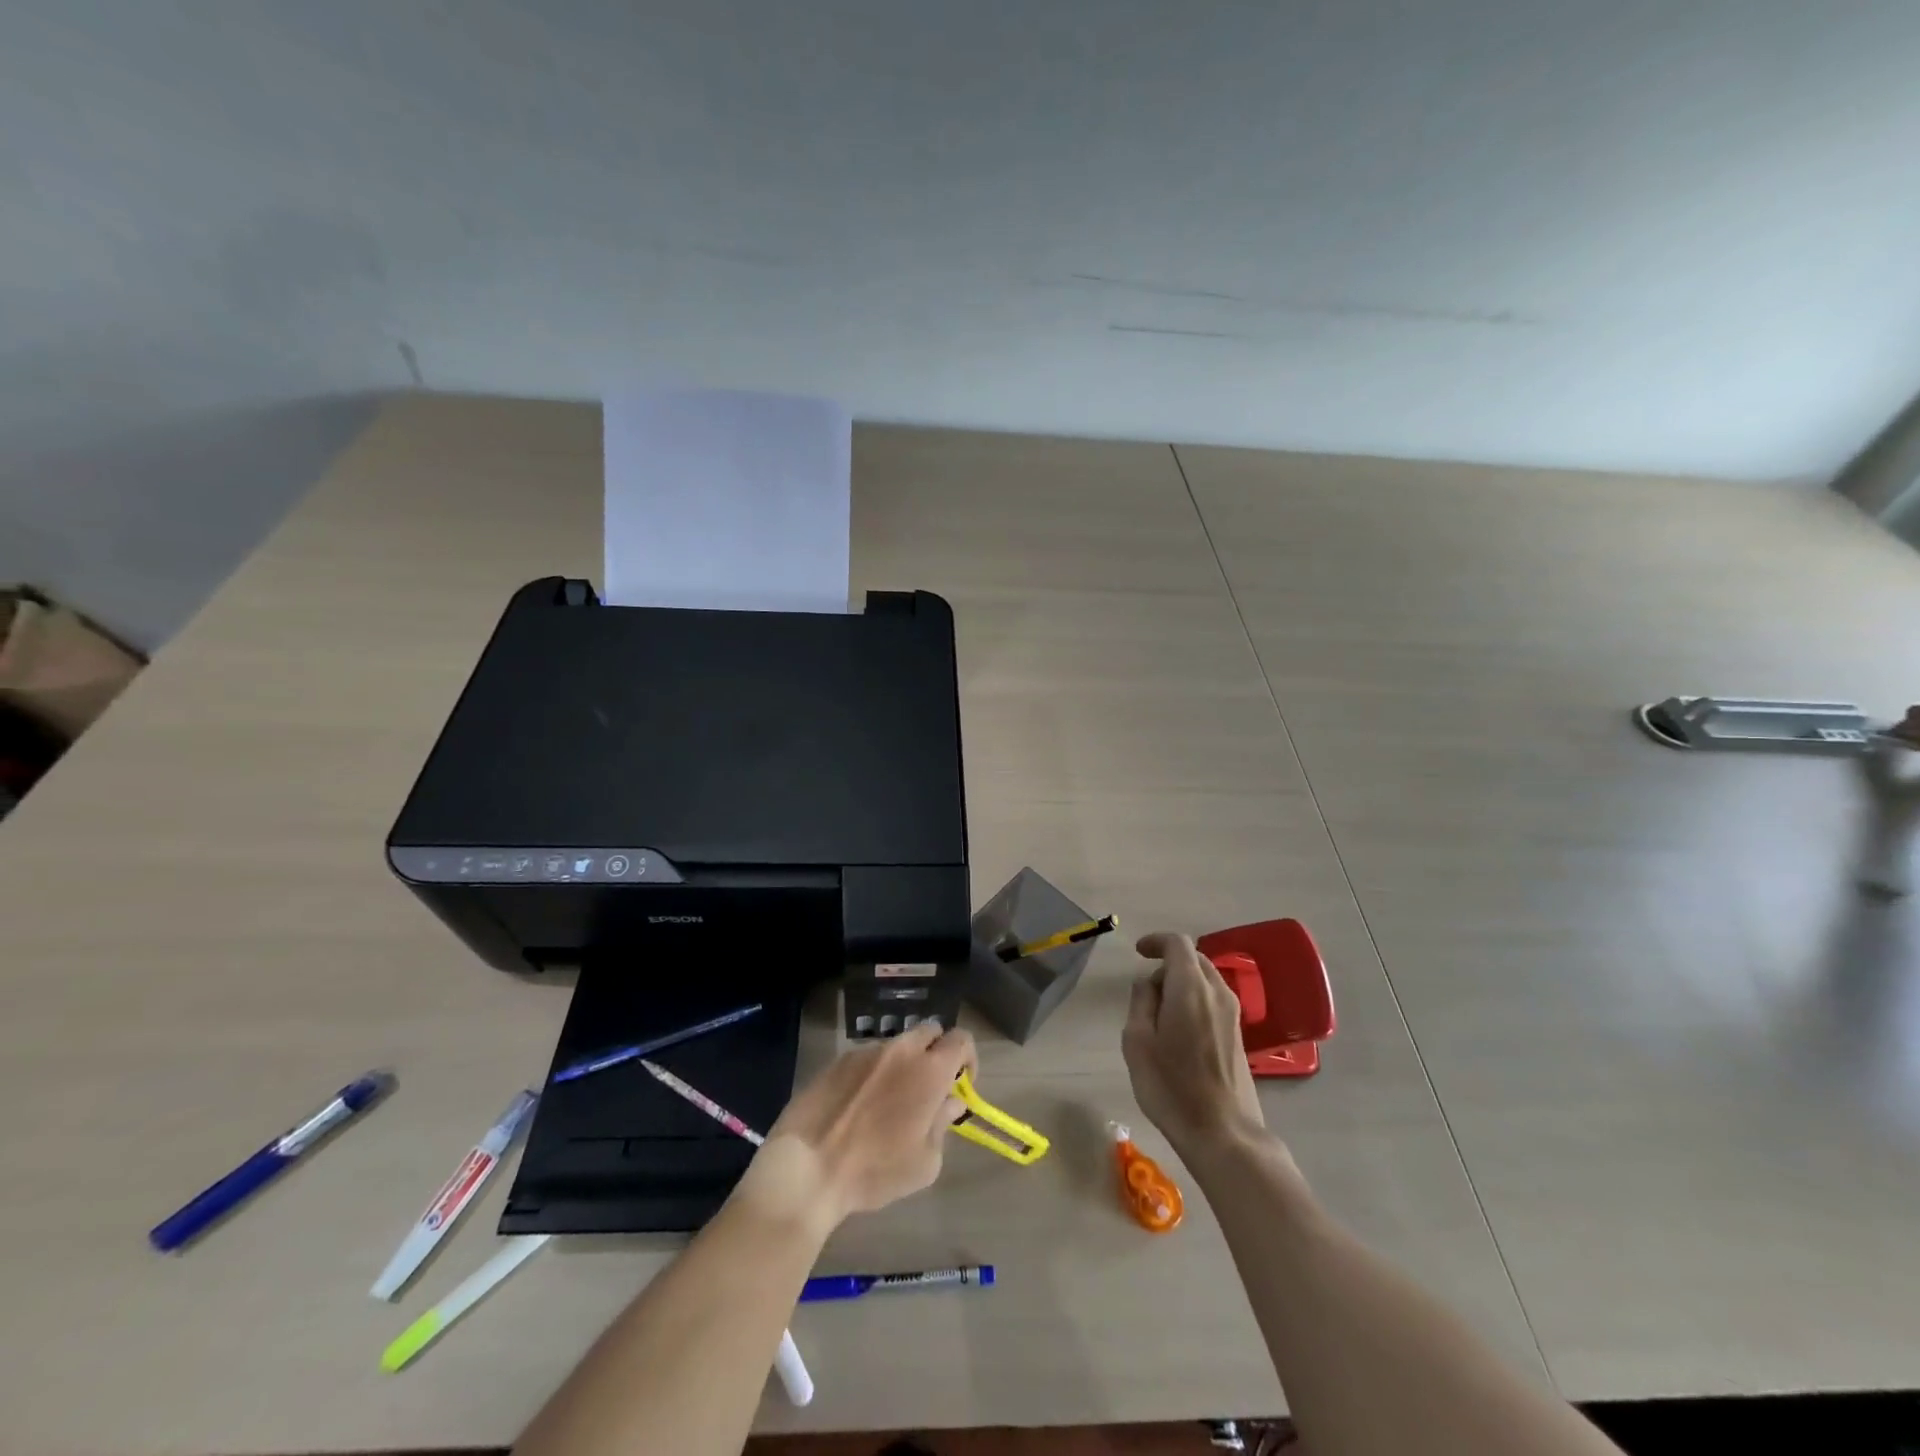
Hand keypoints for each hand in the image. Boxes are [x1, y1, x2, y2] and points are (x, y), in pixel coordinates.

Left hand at [739, 1023, 975, 1232]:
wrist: (807, 1167)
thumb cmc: (875, 1171)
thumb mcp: (924, 1163)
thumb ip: (943, 1125)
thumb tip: (951, 1102)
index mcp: (929, 1070)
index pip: (961, 1039)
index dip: (968, 1058)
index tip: (960, 1085)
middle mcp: (900, 1050)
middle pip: (930, 1031)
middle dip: (936, 1051)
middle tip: (928, 1087)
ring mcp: (866, 1050)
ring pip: (897, 1045)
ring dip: (903, 1064)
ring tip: (887, 1101)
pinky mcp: (838, 1059)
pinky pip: (867, 1057)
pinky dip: (873, 1072)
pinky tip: (858, 1105)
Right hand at [1124, 932, 1265, 1154]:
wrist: (1224, 1134)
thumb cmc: (1172, 1087)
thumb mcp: (1138, 1042)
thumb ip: (1141, 1002)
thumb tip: (1149, 984)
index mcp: (1190, 987)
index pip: (1177, 944)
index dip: (1156, 941)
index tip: (1138, 952)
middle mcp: (1217, 993)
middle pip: (1194, 959)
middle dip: (1168, 963)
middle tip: (1146, 989)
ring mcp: (1233, 1014)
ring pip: (1206, 980)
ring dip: (1182, 983)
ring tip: (1160, 1013)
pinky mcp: (1239, 1035)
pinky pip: (1214, 1000)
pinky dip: (1194, 999)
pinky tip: (1179, 1029)